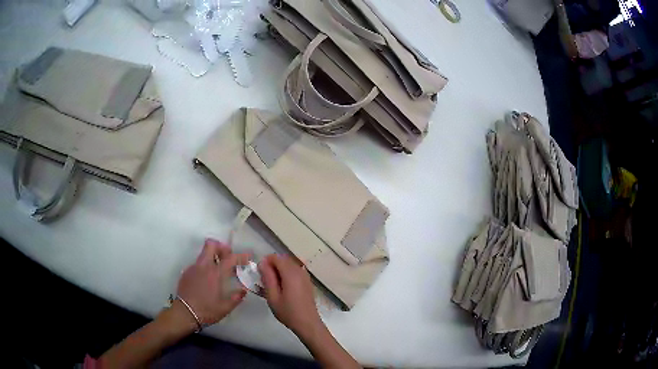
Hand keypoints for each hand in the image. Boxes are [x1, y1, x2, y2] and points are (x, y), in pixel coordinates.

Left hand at [176, 239, 248, 325]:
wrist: (184, 313)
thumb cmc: (206, 310)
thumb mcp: (225, 308)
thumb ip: (236, 297)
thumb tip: (243, 290)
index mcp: (215, 274)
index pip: (230, 258)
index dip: (241, 256)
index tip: (248, 256)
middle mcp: (204, 267)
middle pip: (211, 245)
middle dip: (221, 247)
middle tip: (227, 257)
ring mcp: (193, 268)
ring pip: (203, 253)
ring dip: (212, 256)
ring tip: (218, 269)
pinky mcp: (186, 272)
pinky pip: (198, 264)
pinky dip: (205, 266)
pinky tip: (207, 279)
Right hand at [258, 254, 321, 337]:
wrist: (308, 324)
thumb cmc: (288, 312)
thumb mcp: (273, 297)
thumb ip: (267, 278)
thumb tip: (262, 263)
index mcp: (291, 273)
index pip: (277, 257)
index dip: (266, 261)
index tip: (259, 272)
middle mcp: (300, 271)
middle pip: (284, 260)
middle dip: (272, 265)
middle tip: (264, 279)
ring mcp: (305, 276)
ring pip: (289, 265)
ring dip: (279, 270)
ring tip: (272, 285)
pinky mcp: (307, 282)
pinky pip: (295, 271)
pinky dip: (286, 275)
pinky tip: (282, 288)